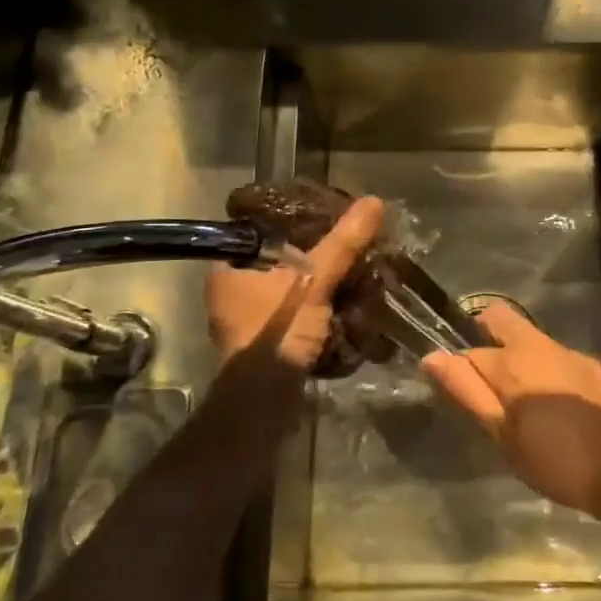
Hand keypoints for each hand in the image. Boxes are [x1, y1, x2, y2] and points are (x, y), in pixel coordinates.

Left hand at [206, 195, 383, 371]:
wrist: (265, 399)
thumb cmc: (278, 328)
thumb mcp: (316, 279)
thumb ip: (343, 242)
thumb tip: (374, 201)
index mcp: (226, 269)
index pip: (258, 233)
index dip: (289, 224)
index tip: (320, 220)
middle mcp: (227, 295)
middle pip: (273, 264)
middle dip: (306, 259)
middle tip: (339, 248)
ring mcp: (242, 324)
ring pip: (282, 292)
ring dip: (310, 288)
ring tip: (345, 274)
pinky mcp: (260, 348)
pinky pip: (288, 317)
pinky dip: (309, 312)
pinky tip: (337, 306)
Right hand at [422, 301, 600, 523]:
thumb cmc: (556, 459)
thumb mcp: (502, 435)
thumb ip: (467, 391)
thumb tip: (432, 357)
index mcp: (514, 359)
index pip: (468, 350)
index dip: (456, 368)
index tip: (456, 393)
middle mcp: (541, 344)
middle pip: (501, 320)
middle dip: (484, 338)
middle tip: (485, 384)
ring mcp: (570, 353)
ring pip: (530, 341)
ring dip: (516, 360)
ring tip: (519, 404)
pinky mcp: (592, 368)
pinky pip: (554, 358)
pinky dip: (543, 372)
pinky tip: (551, 407)